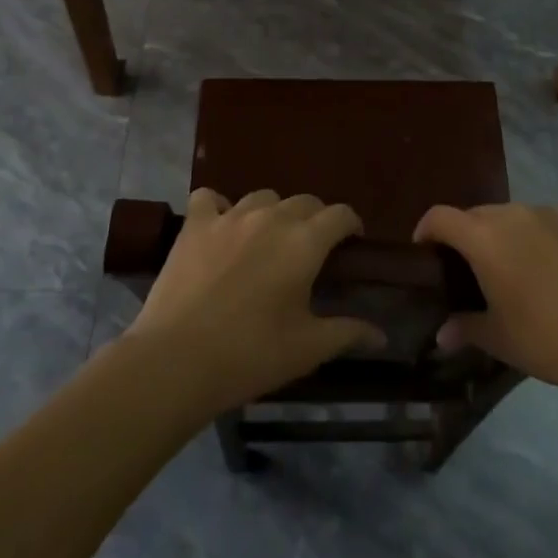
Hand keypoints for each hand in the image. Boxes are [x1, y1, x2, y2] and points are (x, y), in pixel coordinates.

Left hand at [127, 189, 386, 417]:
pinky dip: (220, 207)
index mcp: (304, 243)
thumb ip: (347, 333)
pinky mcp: (195, 226)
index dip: (351, 225)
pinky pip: (210, 198)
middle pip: (304, 201)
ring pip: (263, 196)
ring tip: (268, 239)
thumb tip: (381, 335)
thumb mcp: (307, 349)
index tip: (351, 244)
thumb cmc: (251, 355)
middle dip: (315, 219)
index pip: (340, 214)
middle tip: (311, 250)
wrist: (177, 360)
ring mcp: (229, 217)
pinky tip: (221, 227)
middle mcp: (271, 218)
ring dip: (273, 212)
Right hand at [414, 204, 557, 413]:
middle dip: (472, 236)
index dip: (427, 230)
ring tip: (530, 269)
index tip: (426, 250)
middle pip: (481, 215)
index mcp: (486, 239)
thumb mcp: (501, 340)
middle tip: (478, 270)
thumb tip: (442, 335)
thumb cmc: (551, 342)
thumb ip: (466, 328)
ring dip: (515, 235)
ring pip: (522, 216)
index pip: (441, 217)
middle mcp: (517, 214)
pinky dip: (555, 236)